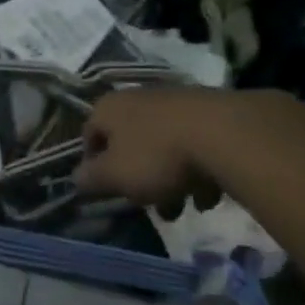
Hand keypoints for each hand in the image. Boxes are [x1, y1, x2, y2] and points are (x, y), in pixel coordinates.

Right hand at [73, 89, 225, 217]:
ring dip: (169, 179)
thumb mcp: (114, 176)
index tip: (107, 191)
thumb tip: (77, 179)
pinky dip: (198, 169)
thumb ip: (90, 179)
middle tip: (149, 206)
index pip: (89, 136)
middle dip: (138, 179)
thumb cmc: (158, 156)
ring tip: (184, 207)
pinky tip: (210, 194)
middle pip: (130, 143)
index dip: (94, 166)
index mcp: (108, 108)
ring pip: (163, 146)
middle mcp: (138, 97)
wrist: (227, 134)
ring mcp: (176, 101)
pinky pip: (195, 145)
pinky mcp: (212, 111)